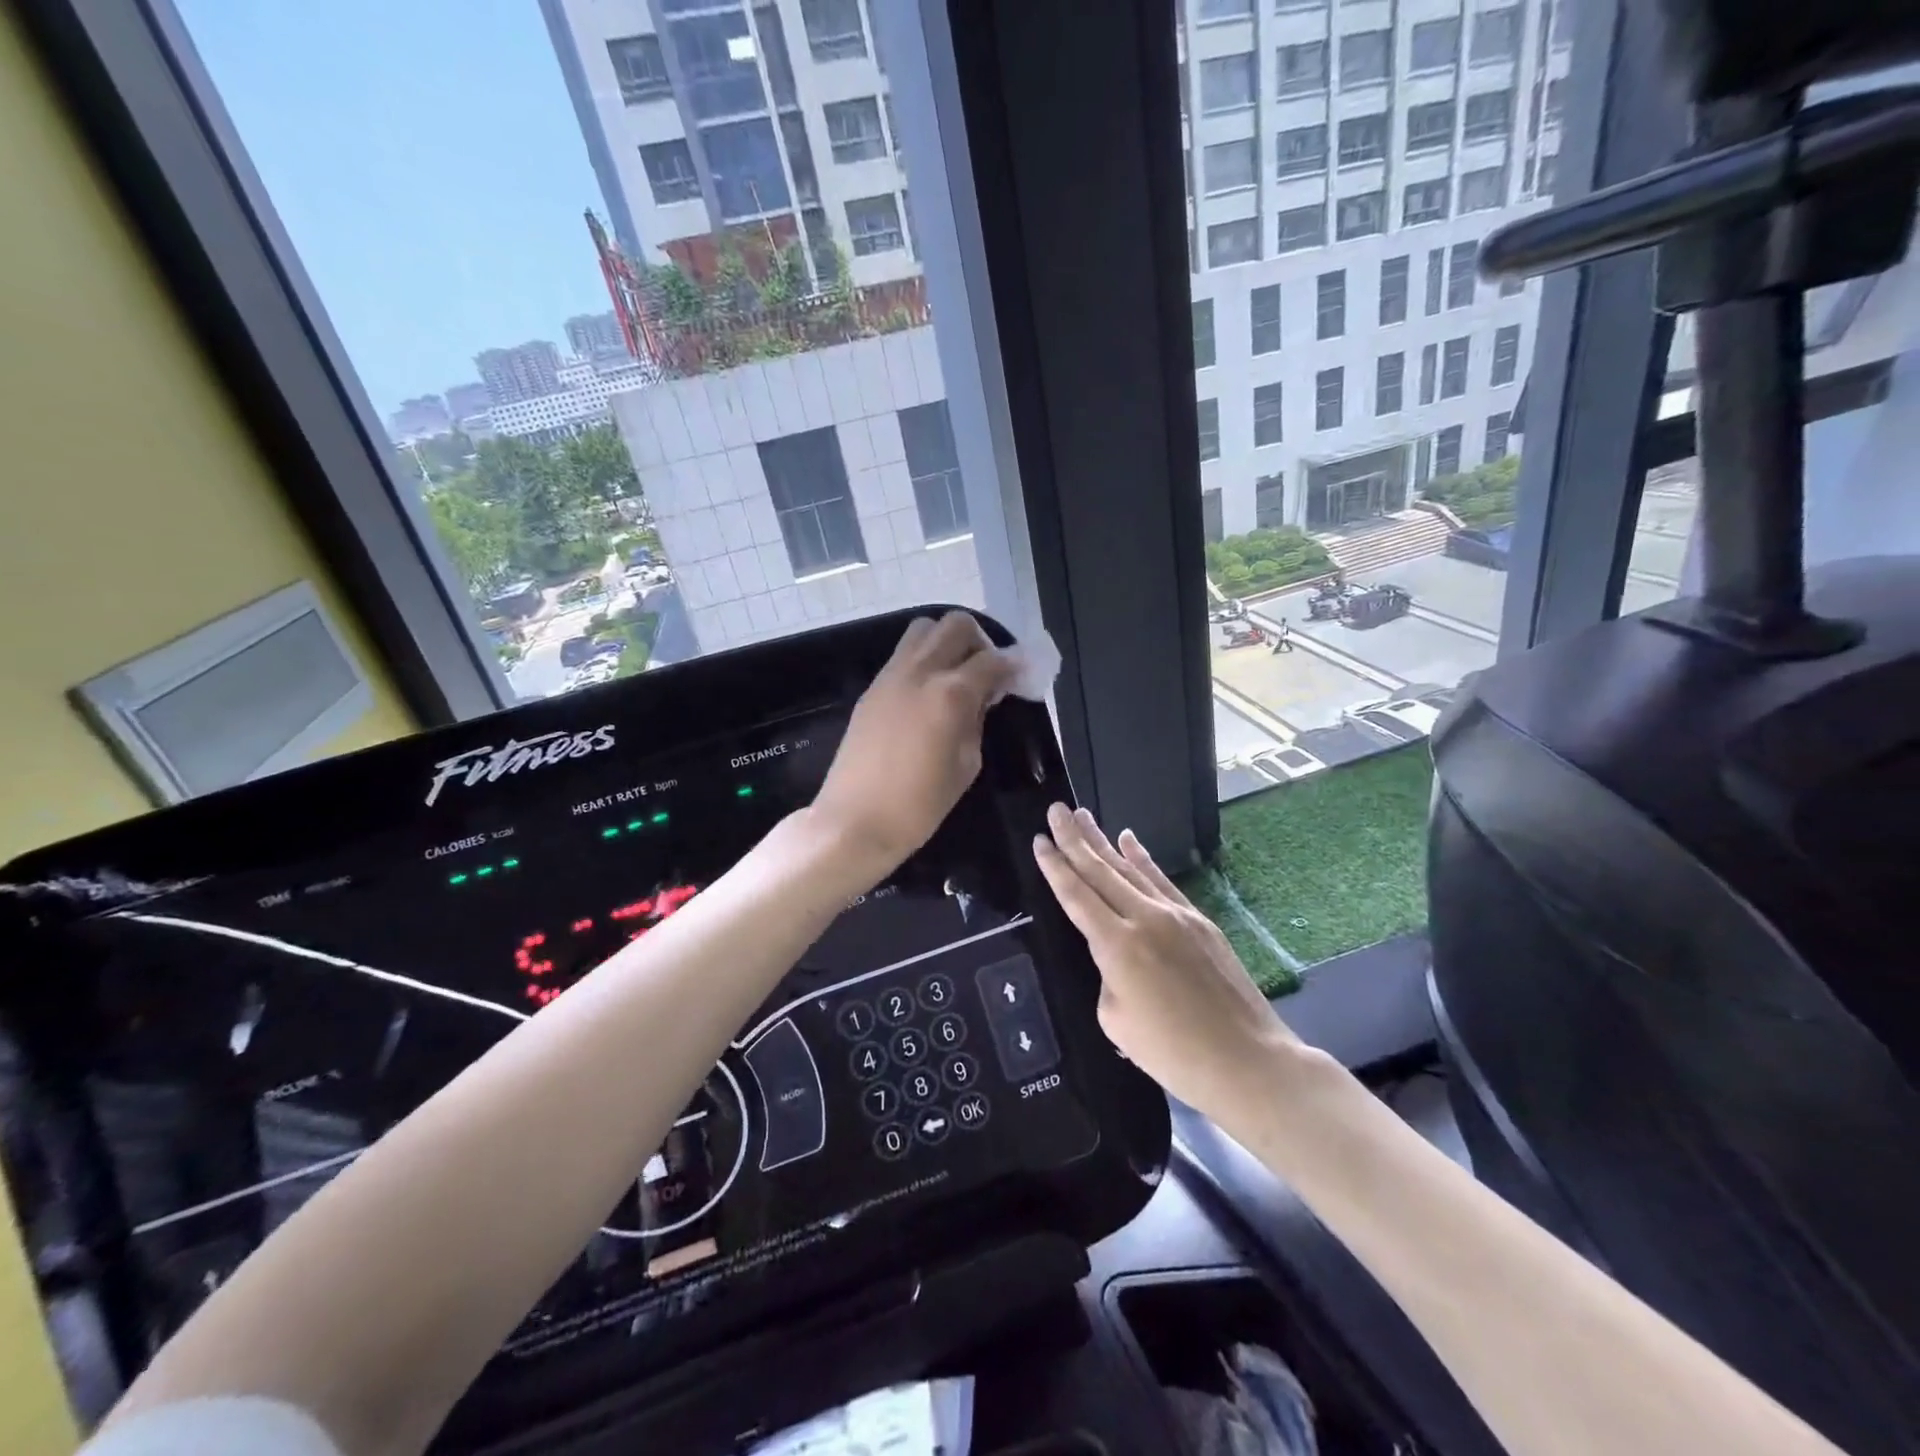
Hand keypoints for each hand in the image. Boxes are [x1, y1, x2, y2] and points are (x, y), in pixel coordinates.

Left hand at [814, 613, 1017, 874]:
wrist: (855, 821)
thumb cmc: (919, 805)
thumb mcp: (966, 765)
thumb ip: (977, 721)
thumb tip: (983, 697)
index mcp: (950, 693)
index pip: (992, 660)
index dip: (1014, 664)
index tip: (1024, 674)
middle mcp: (920, 671)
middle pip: (956, 625)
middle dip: (980, 641)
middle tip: (987, 672)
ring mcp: (891, 676)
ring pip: (923, 630)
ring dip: (947, 643)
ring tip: (956, 676)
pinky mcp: (872, 689)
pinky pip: (903, 655)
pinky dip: (923, 660)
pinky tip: (929, 692)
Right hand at [1032, 805, 1300, 1125]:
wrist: (1246, 1060)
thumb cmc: (1173, 1053)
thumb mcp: (1116, 1021)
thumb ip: (1107, 978)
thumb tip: (1116, 959)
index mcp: (1117, 946)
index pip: (1076, 896)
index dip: (1055, 867)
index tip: (1039, 840)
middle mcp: (1144, 918)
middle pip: (1101, 871)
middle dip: (1074, 839)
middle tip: (1056, 810)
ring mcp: (1175, 915)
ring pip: (1130, 869)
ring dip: (1104, 841)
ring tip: (1084, 816)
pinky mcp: (1199, 920)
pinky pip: (1162, 881)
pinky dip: (1143, 859)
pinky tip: (1129, 840)